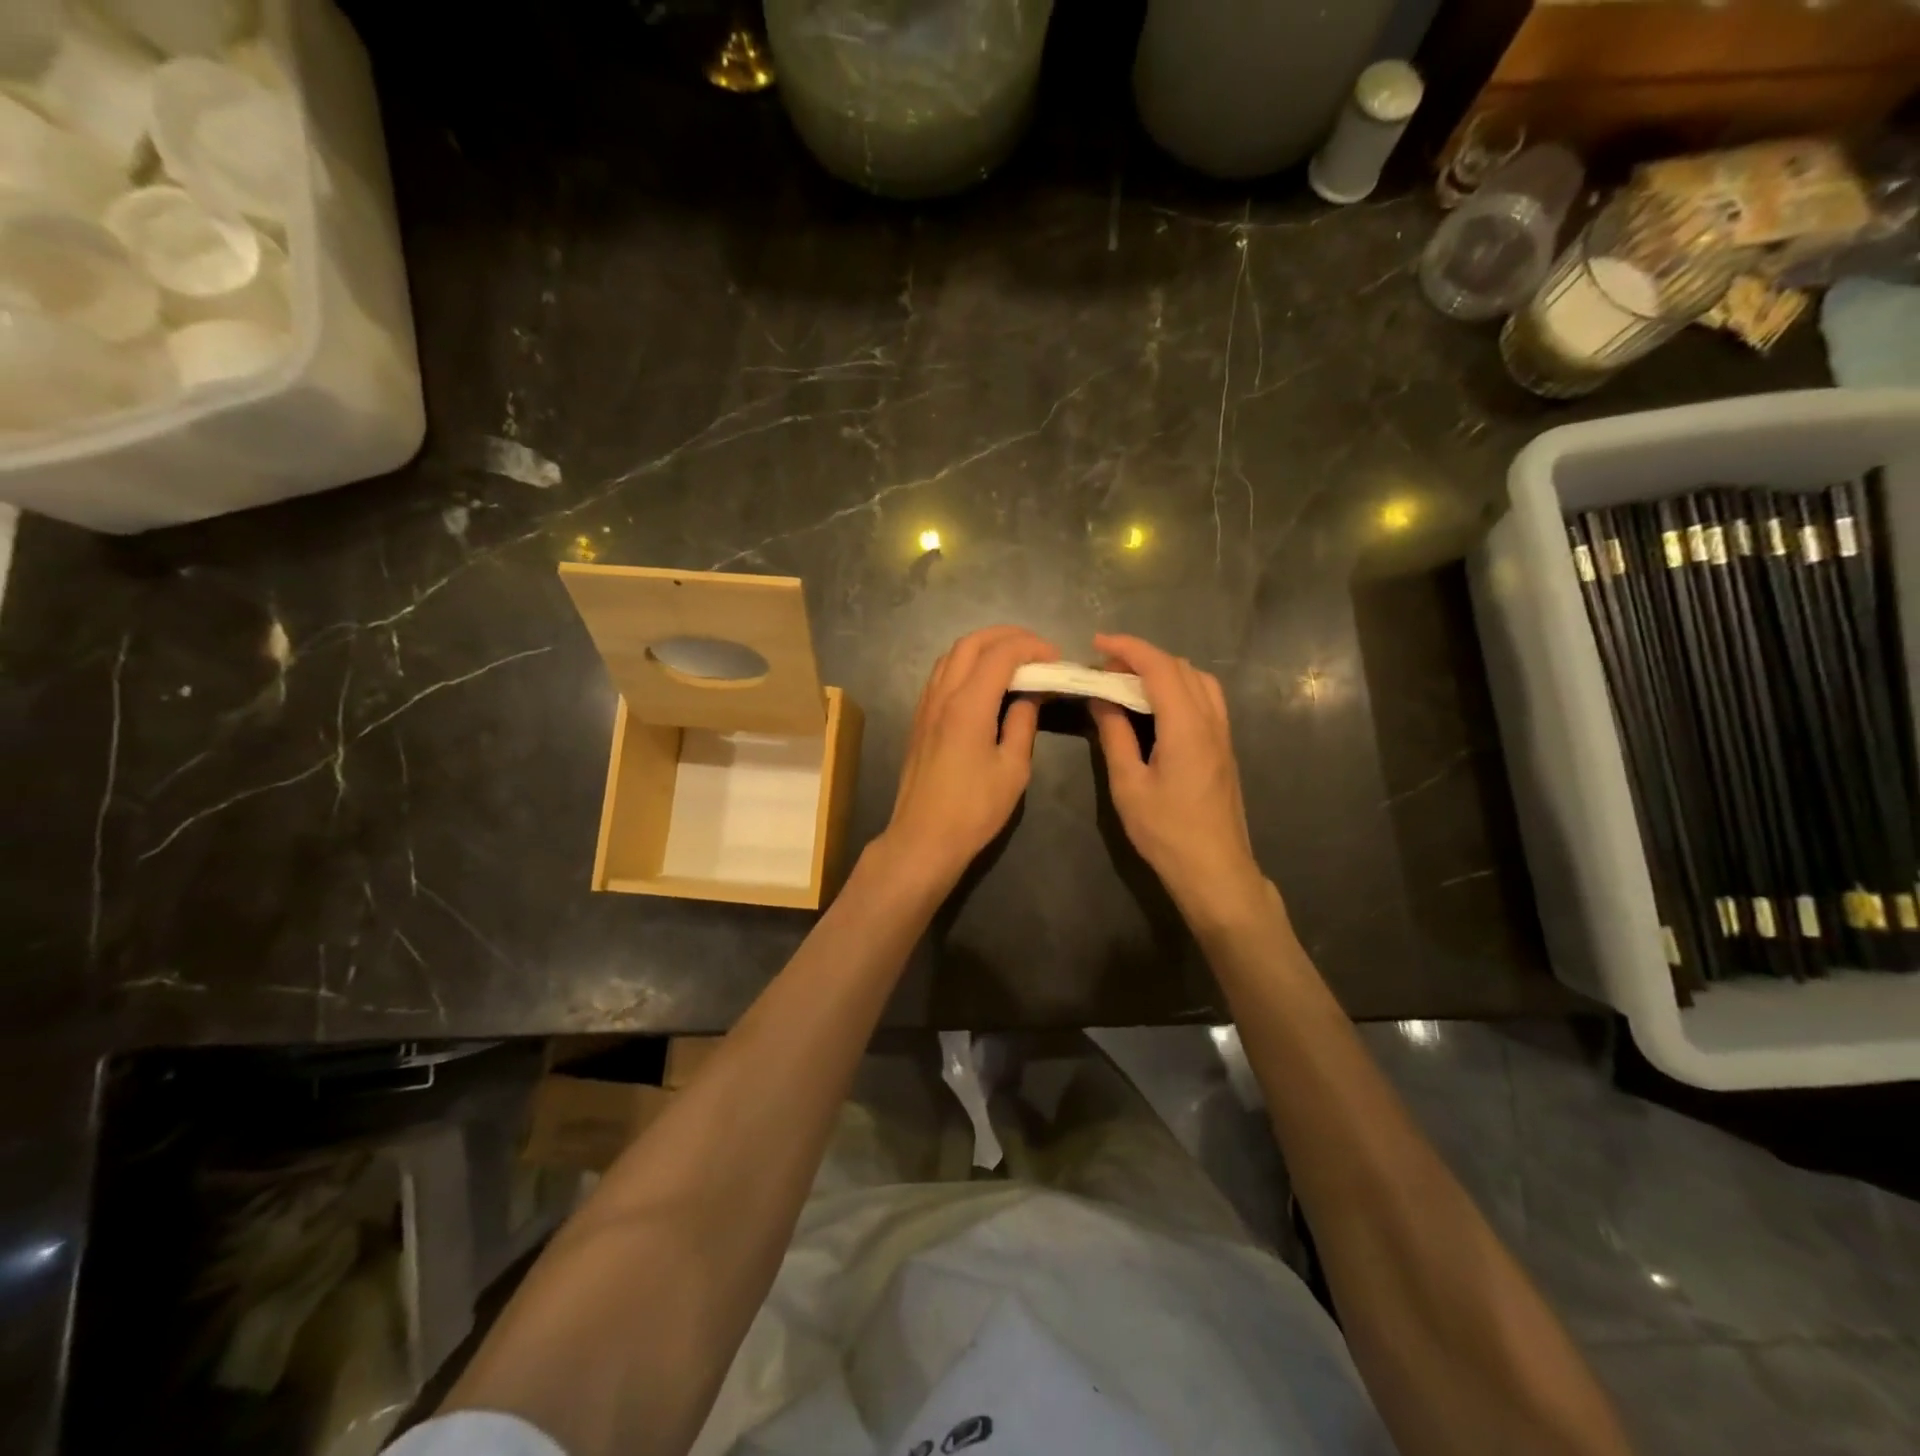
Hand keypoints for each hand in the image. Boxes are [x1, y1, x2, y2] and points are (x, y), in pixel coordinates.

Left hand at [876, 626, 1058, 893]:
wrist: (923, 837)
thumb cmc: (974, 809)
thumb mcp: (1013, 769)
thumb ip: (1022, 724)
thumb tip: (1029, 696)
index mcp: (968, 705)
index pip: (1001, 654)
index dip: (1031, 647)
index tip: (1055, 657)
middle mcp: (942, 696)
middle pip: (970, 643)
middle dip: (1006, 636)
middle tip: (1035, 649)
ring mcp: (925, 706)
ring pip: (951, 655)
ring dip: (982, 647)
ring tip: (1012, 660)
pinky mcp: (919, 720)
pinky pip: (941, 675)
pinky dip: (965, 664)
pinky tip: (983, 683)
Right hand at [1088, 633, 1271, 927]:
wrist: (1215, 870)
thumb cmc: (1166, 832)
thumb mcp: (1129, 785)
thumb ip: (1115, 735)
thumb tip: (1101, 699)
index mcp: (1186, 727)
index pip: (1159, 668)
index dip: (1128, 648)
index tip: (1097, 643)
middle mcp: (1211, 721)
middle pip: (1181, 668)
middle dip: (1142, 657)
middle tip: (1105, 670)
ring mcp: (1223, 734)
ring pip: (1199, 681)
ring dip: (1164, 671)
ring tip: (1130, 684)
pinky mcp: (1225, 748)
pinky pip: (1206, 700)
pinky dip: (1179, 688)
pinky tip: (1157, 708)